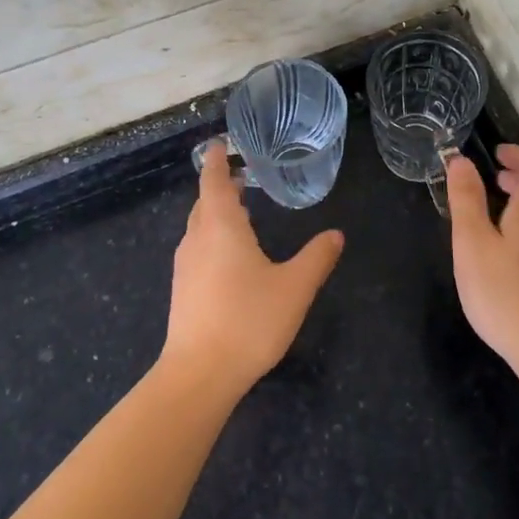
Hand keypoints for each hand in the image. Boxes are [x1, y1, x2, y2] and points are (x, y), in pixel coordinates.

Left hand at [162, 142, 344, 397]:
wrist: (199, 374)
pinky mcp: (182, 289)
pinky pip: (197, 248)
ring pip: (198, 227)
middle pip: (204, 203)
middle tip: (240, 177)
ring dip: (215, 213)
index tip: (219, 144)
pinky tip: (229, 256)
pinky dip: (211, 237)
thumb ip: (316, 258)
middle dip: (219, 187)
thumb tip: (336, 234)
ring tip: (239, 212)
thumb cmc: (248, 321)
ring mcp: (184, 265)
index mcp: (221, 227)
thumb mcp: (294, 288)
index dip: (216, 160)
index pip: (213, 181)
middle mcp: (197, 239)